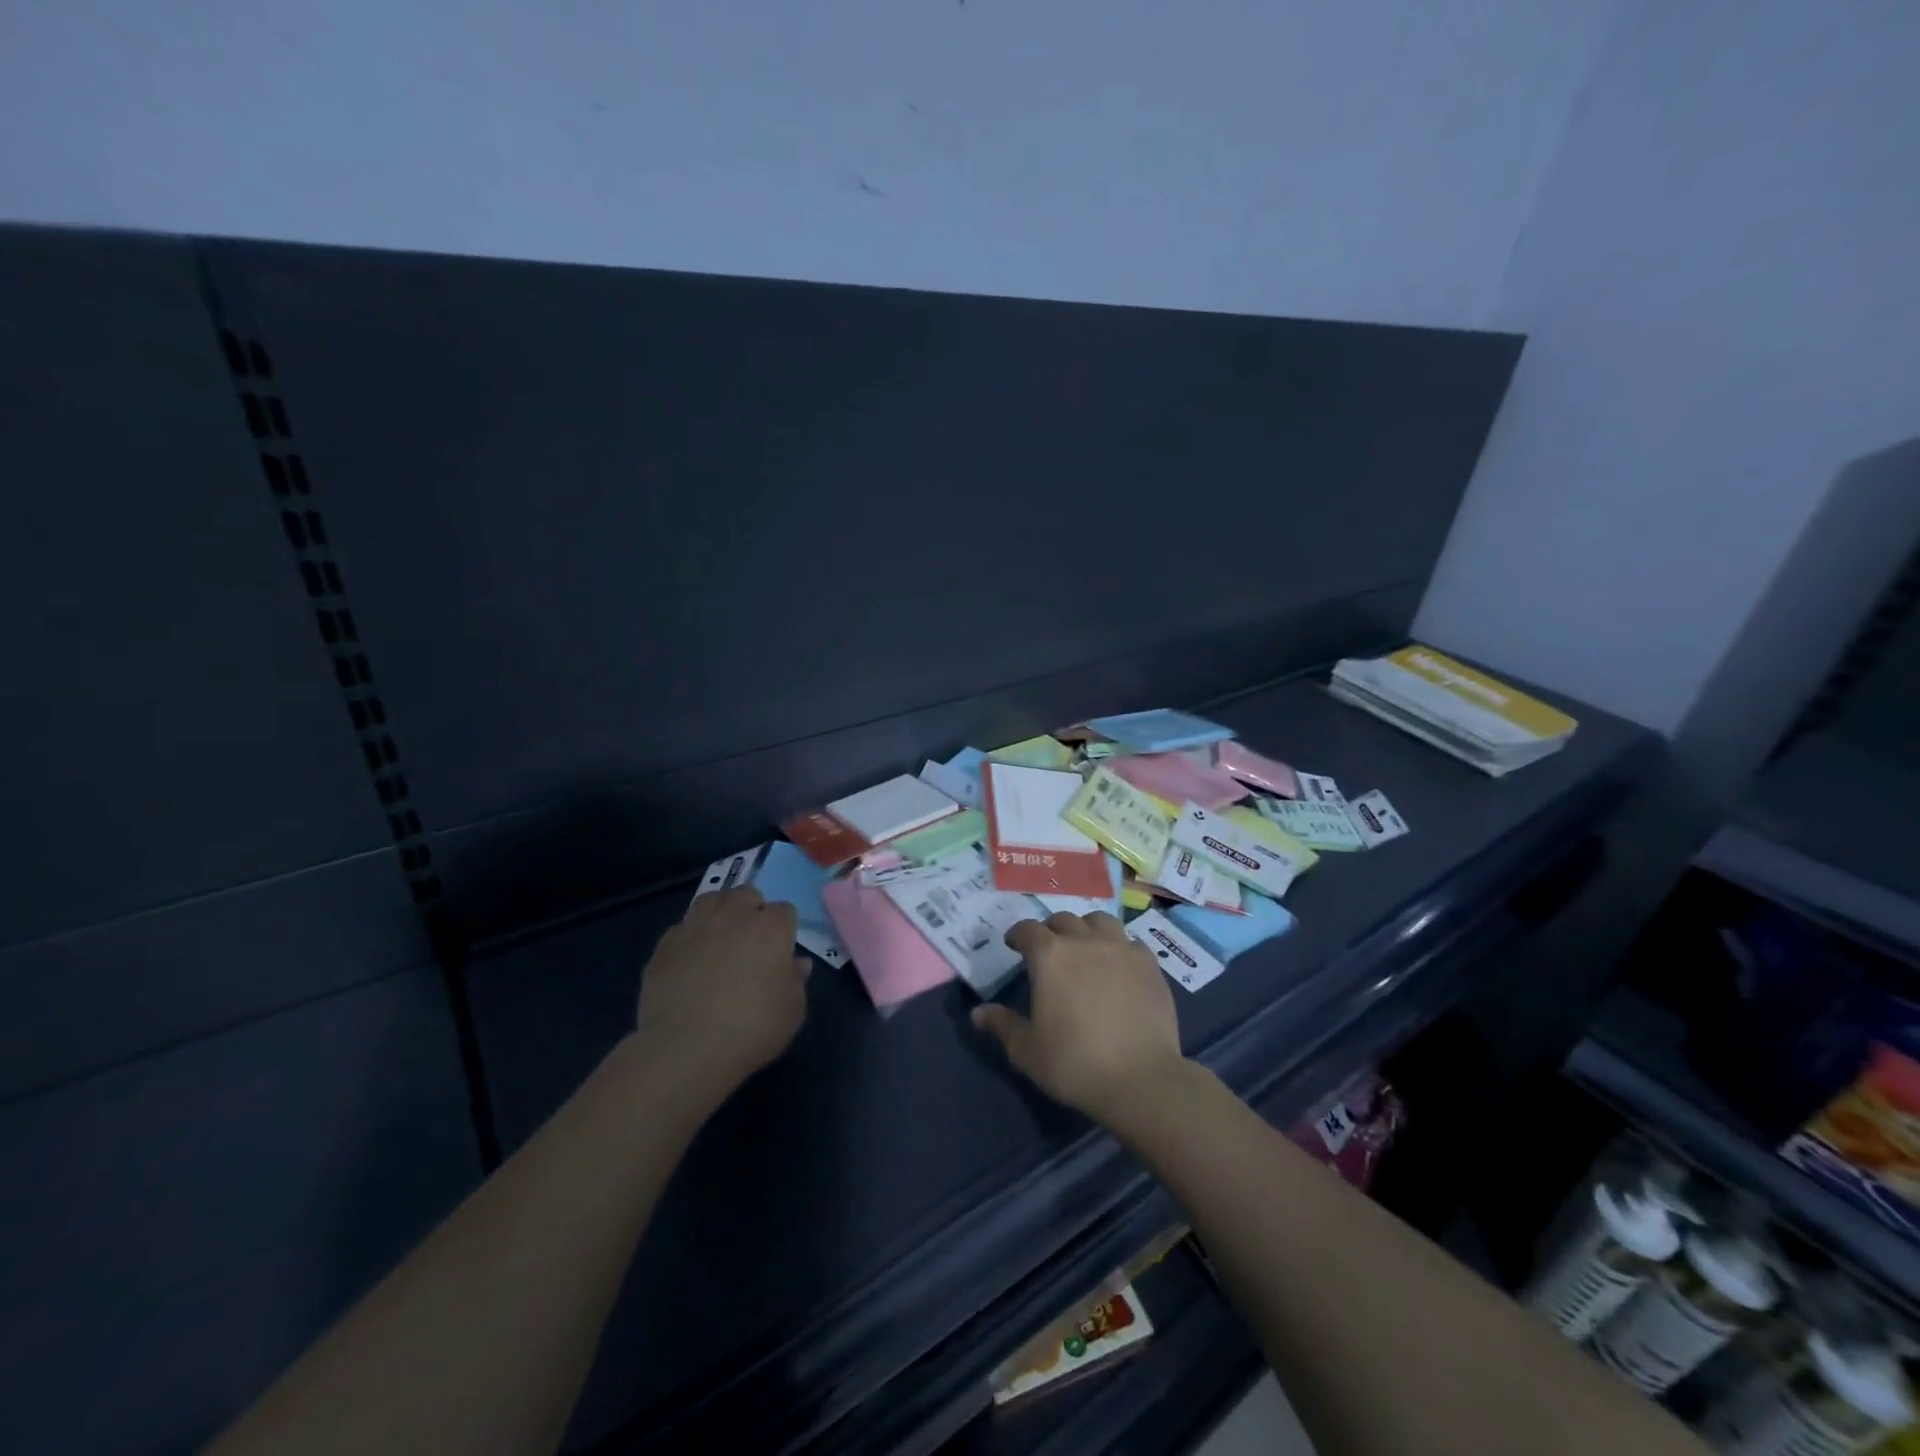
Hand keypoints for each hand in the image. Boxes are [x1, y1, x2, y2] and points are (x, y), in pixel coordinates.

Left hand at [634, 887, 809, 1100]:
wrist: (687, 1048)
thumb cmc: (752, 1028)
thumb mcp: (792, 1010)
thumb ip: (797, 980)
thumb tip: (797, 964)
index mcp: (771, 928)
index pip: (784, 910)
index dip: (784, 929)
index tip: (781, 951)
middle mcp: (734, 916)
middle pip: (746, 894)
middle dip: (751, 909)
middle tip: (751, 940)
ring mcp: (696, 927)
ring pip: (710, 899)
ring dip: (718, 912)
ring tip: (719, 938)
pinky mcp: (665, 945)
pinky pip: (681, 928)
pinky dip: (689, 937)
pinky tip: (690, 960)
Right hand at [971, 912, 1186, 1124]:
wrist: (1141, 1079)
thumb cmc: (1075, 1064)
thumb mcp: (1027, 1051)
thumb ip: (1002, 1025)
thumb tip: (978, 1013)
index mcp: (1049, 956)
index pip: (1027, 930)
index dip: (1017, 935)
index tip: (1013, 945)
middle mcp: (1084, 941)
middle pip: (1063, 920)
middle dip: (1050, 930)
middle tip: (1048, 950)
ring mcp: (1121, 949)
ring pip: (1099, 921)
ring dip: (1086, 929)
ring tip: (1084, 947)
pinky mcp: (1149, 964)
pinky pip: (1130, 942)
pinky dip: (1119, 946)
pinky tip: (1118, 965)